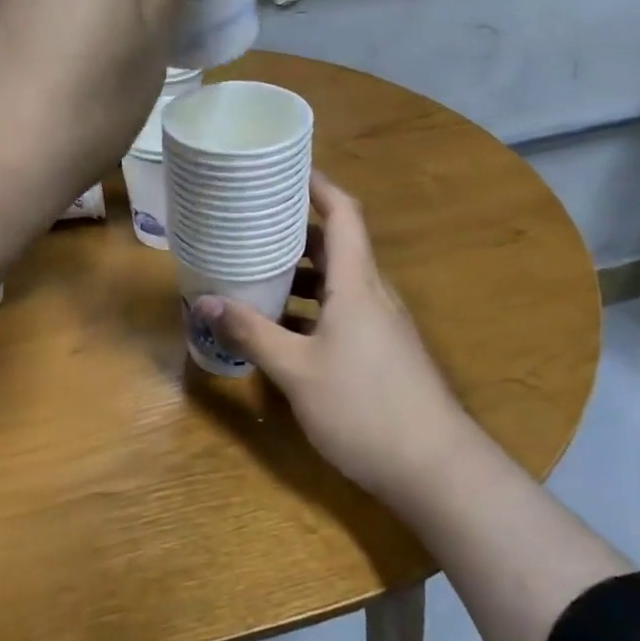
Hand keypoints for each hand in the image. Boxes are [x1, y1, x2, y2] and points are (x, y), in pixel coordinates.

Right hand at [194, 173, 470, 496]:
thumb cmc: (364, 408)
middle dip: (293, 231)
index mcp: (357, 284)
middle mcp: (372, 295)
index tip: (284, 169)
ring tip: (254, 272)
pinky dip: (308, 308)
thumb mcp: (296, 370)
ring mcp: (380, 326)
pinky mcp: (381, 353)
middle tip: (250, 224)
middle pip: (335, 246)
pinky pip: (340, 312)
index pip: (343, 214)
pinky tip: (279, 328)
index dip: (317, 185)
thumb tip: (203, 302)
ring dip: (299, 274)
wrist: (437, 471)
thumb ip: (250, 333)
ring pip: (336, 283)